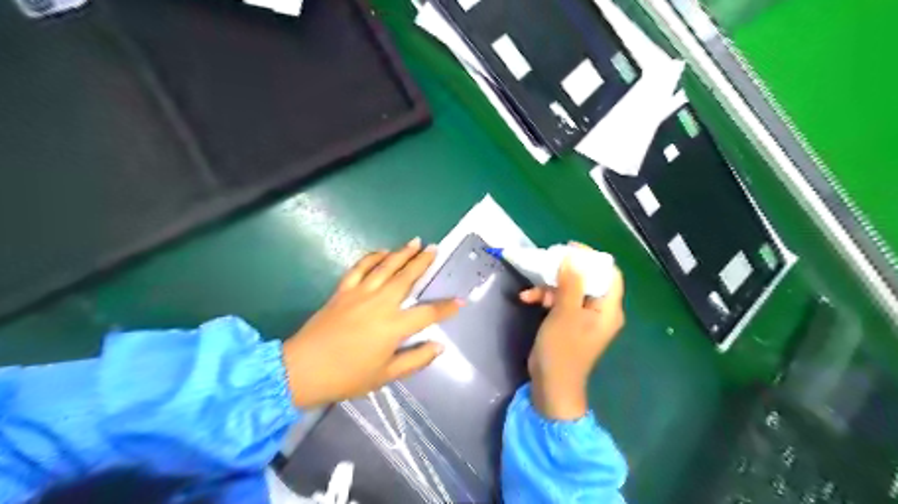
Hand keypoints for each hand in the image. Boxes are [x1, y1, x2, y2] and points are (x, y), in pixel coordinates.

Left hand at [283, 238, 462, 409]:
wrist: (302, 369)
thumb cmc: (347, 376)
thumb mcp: (385, 375)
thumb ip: (415, 359)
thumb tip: (439, 346)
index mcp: (393, 326)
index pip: (428, 313)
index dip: (446, 307)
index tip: (460, 301)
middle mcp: (380, 303)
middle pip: (407, 278)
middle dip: (423, 262)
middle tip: (435, 248)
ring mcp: (360, 293)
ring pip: (385, 267)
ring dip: (402, 253)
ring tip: (415, 242)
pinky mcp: (343, 291)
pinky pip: (359, 268)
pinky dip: (372, 257)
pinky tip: (381, 251)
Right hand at [521, 255, 625, 417]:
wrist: (551, 385)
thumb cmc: (562, 350)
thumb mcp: (565, 314)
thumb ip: (571, 284)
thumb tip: (573, 258)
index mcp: (608, 309)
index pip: (609, 274)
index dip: (592, 258)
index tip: (569, 249)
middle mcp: (600, 310)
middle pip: (588, 279)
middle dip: (565, 271)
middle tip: (547, 263)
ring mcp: (583, 317)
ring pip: (570, 289)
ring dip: (550, 286)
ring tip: (531, 290)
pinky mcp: (568, 322)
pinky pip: (560, 302)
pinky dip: (545, 298)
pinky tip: (527, 298)